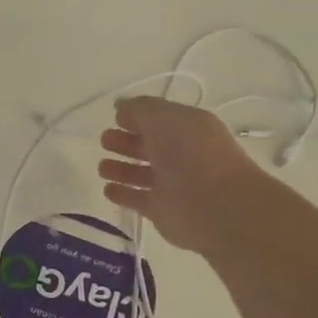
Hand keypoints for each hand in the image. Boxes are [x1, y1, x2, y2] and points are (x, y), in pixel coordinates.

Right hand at [98, 96, 268, 253]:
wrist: (215, 204)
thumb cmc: (190, 152)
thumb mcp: (163, 117)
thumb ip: (138, 109)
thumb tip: (120, 107)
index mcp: (188, 128)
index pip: (159, 119)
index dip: (137, 117)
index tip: (115, 118)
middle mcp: (181, 154)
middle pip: (149, 146)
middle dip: (126, 142)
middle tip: (105, 141)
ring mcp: (172, 184)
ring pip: (141, 173)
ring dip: (121, 169)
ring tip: (102, 167)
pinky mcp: (162, 210)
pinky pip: (138, 199)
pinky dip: (123, 194)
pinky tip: (108, 189)